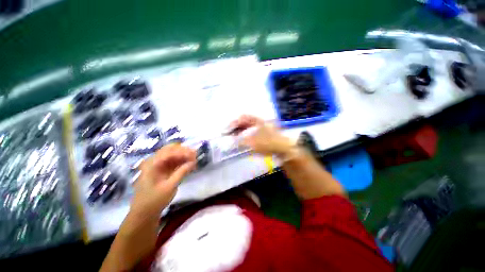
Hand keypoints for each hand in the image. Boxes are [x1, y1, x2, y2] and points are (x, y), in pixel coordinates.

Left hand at [131, 144, 195, 215]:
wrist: (144, 211)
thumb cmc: (155, 199)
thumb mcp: (170, 187)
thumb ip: (181, 173)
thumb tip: (193, 162)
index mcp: (153, 162)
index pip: (169, 151)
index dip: (183, 151)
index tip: (195, 155)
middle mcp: (153, 161)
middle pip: (169, 150)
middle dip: (182, 151)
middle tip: (195, 156)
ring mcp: (155, 166)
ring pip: (169, 156)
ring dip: (180, 156)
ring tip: (193, 160)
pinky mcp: (157, 172)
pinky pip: (168, 163)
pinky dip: (177, 163)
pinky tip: (186, 166)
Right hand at [230, 115, 295, 155]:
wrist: (286, 150)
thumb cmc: (270, 144)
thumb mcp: (254, 143)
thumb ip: (241, 142)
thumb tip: (230, 142)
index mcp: (259, 120)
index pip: (243, 117)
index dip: (233, 123)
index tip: (226, 130)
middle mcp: (262, 121)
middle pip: (246, 121)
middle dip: (236, 127)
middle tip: (227, 134)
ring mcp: (265, 127)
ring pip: (249, 126)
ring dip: (240, 131)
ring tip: (233, 138)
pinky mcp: (267, 134)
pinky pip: (253, 132)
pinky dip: (246, 135)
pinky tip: (242, 141)